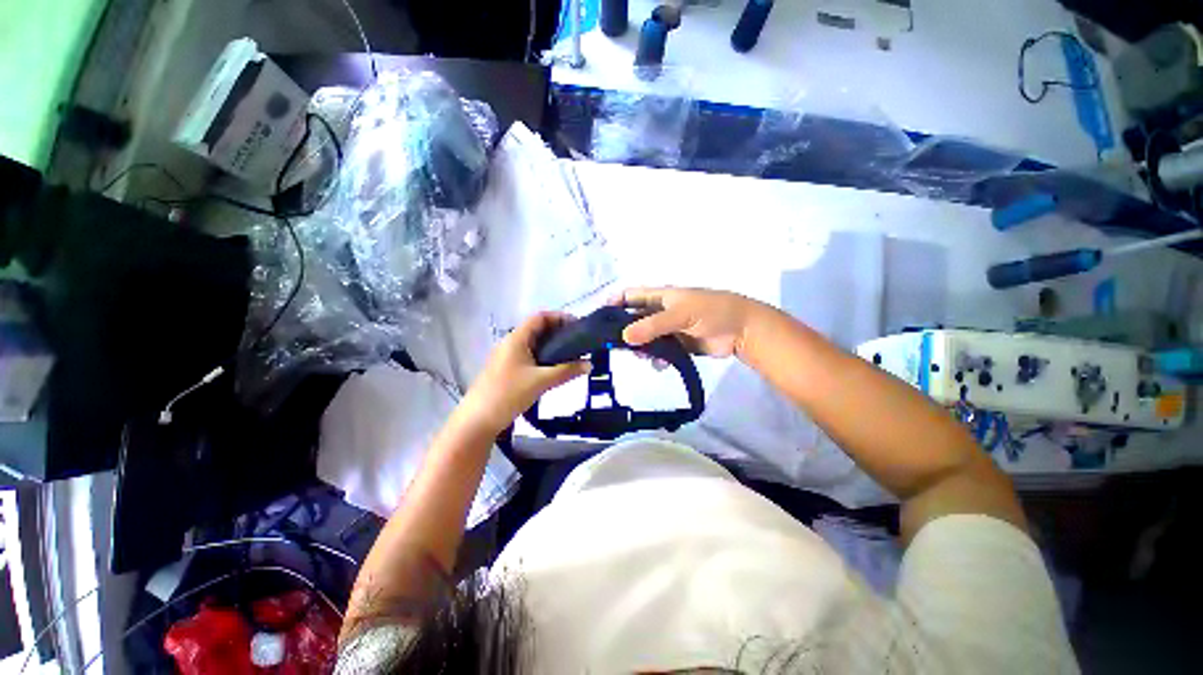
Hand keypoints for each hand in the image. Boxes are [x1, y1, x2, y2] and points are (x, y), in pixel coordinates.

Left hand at [459, 312, 590, 433]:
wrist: (478, 420)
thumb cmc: (509, 394)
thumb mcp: (541, 381)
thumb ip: (567, 371)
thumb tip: (589, 364)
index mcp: (516, 338)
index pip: (540, 317)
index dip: (560, 317)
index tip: (578, 326)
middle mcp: (510, 343)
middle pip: (537, 329)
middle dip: (559, 333)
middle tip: (578, 343)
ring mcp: (507, 357)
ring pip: (533, 345)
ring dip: (552, 347)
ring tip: (571, 356)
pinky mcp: (506, 371)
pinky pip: (529, 357)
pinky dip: (543, 358)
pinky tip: (554, 371)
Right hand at [611, 287, 765, 357]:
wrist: (742, 330)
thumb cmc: (711, 311)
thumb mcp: (680, 314)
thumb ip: (653, 325)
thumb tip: (625, 338)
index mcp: (661, 296)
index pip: (631, 295)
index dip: (615, 302)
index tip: (599, 317)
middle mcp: (662, 311)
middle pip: (635, 319)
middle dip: (624, 330)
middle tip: (613, 345)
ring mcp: (670, 329)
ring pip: (646, 337)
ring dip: (640, 347)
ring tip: (639, 356)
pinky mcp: (678, 345)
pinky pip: (660, 351)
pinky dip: (656, 358)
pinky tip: (658, 365)